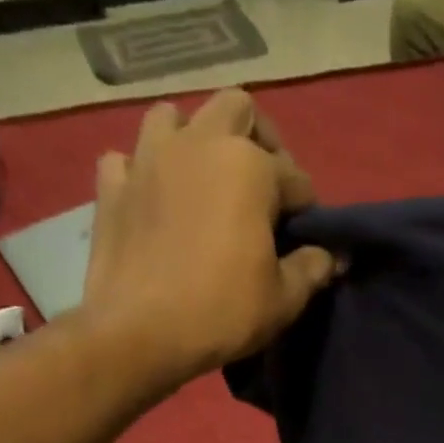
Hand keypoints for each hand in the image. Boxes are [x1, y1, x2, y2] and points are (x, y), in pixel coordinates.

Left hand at [81, 89, 337, 385]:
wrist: (139, 333)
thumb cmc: (222, 312)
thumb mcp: (284, 299)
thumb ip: (313, 267)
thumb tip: (332, 255)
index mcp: (249, 166)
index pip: (295, 177)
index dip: (306, 209)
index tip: (305, 239)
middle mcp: (199, 144)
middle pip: (236, 109)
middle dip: (258, 140)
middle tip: (262, 185)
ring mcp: (148, 159)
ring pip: (173, 117)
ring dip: (193, 139)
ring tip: (203, 180)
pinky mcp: (111, 186)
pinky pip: (127, 160)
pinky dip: (142, 172)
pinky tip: (153, 199)